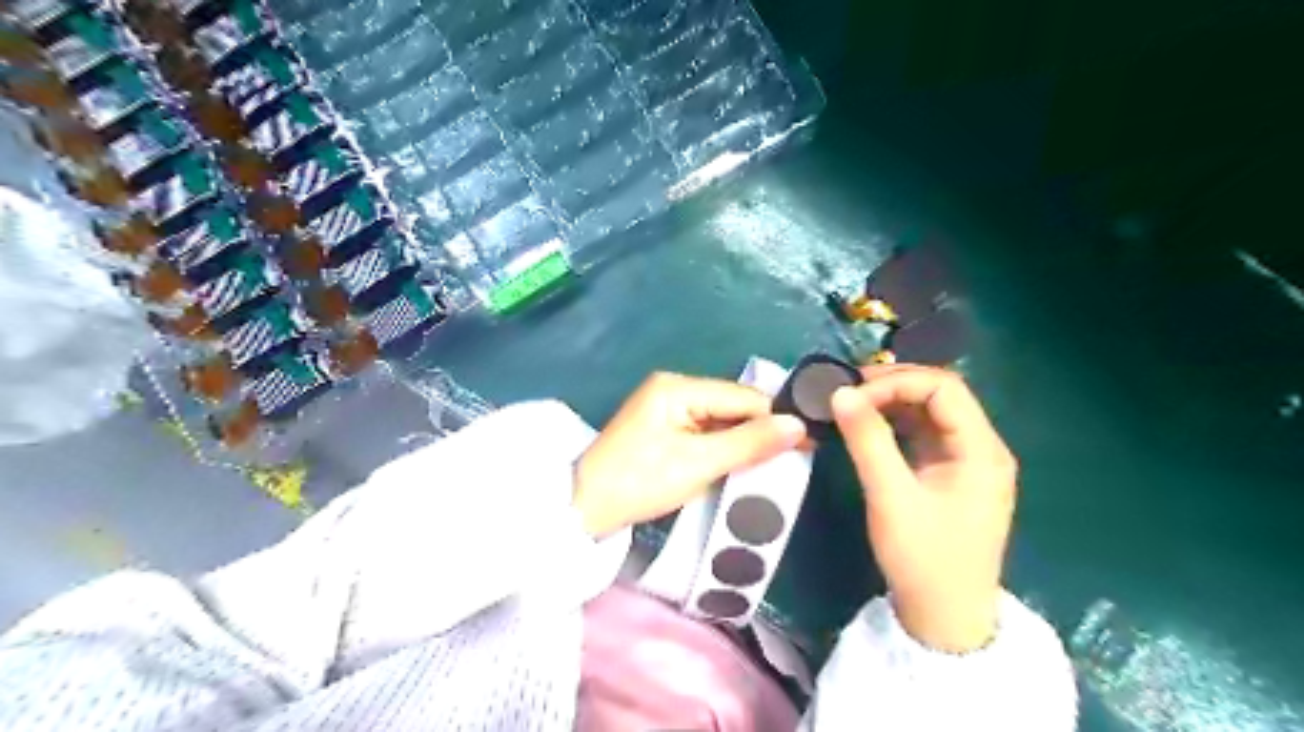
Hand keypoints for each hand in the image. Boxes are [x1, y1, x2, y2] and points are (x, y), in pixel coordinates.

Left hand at [577, 372, 810, 538]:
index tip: (808, 443)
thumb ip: (749, 443)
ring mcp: (667, 409)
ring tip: (773, 465)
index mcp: (678, 387)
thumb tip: (798, 425)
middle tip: (793, 459)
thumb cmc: (639, 482)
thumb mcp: (698, 464)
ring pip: (721, 420)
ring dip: (743, 442)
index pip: (742, 397)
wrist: (585, 508)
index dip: (775, 419)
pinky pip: (705, 432)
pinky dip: (723, 448)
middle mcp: (674, 389)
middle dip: (760, 431)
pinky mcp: (664, 429)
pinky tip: (740, 464)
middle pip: (732, 406)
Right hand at [836, 365, 1018, 652]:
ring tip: (851, 403)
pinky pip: (922, 434)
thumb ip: (867, 441)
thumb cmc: (924, 559)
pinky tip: (866, 426)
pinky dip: (893, 423)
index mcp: (982, 450)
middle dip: (893, 386)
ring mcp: (966, 461)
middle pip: (939, 394)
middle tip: (848, 391)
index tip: (853, 394)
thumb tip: (840, 393)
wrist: (945, 619)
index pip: (943, 388)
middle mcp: (981, 447)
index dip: (897, 382)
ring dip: (891, 402)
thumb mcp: (891, 497)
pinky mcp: (949, 474)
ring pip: (929, 412)